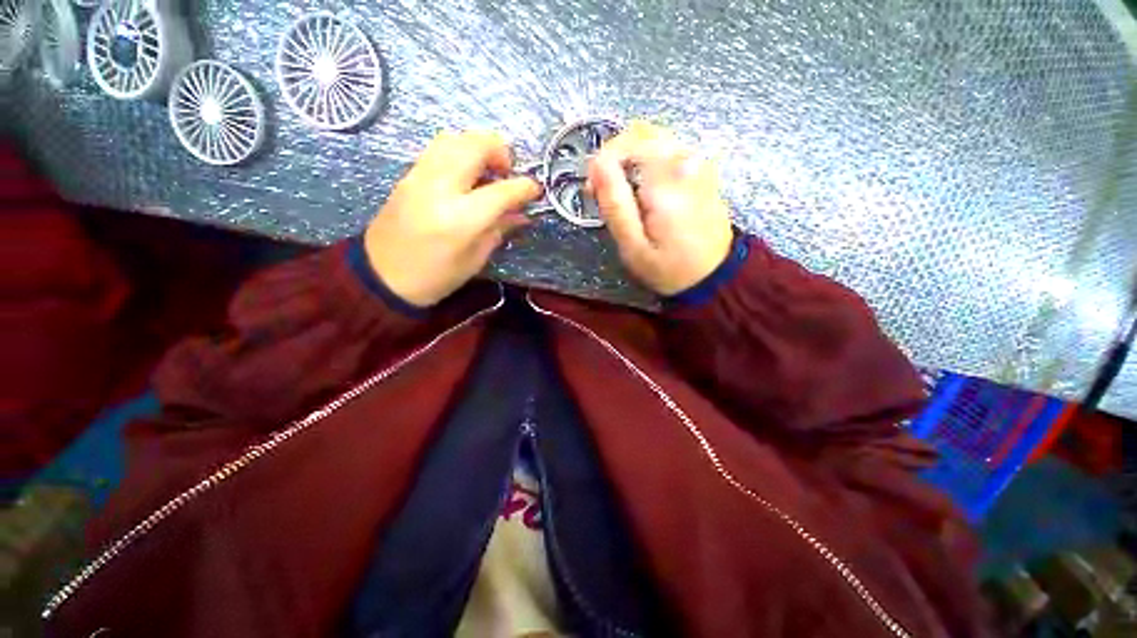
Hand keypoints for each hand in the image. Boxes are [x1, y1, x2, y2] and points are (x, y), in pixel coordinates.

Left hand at [364, 131, 541, 306]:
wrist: (382, 276)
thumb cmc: (436, 277)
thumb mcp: (475, 259)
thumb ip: (499, 230)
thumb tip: (522, 213)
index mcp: (460, 219)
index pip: (501, 191)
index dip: (524, 187)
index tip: (536, 189)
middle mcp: (439, 188)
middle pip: (475, 146)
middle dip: (501, 152)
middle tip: (508, 172)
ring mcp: (420, 176)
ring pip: (454, 137)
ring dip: (479, 146)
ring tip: (488, 169)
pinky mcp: (408, 175)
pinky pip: (438, 147)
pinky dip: (460, 150)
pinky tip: (467, 172)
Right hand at [589, 121, 732, 295]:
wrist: (714, 275)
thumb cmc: (669, 268)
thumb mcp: (634, 246)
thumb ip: (615, 204)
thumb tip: (596, 165)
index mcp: (667, 181)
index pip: (627, 143)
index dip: (602, 162)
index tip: (592, 189)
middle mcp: (686, 161)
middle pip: (640, 133)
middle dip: (613, 156)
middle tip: (602, 189)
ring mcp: (697, 162)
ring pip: (653, 138)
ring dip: (628, 158)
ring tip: (619, 191)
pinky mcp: (701, 169)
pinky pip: (666, 149)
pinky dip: (645, 162)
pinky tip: (640, 189)